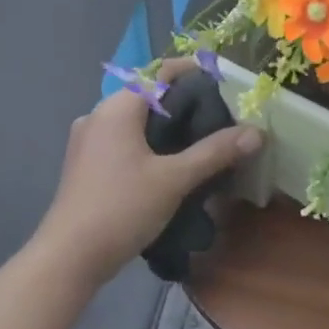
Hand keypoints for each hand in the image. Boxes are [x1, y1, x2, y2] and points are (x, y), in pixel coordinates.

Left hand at [35, 59, 261, 284]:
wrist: (71, 256)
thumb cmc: (122, 208)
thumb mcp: (175, 179)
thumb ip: (216, 152)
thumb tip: (257, 132)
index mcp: (116, 108)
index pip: (159, 72)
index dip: (193, 71)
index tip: (226, 82)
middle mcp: (98, 116)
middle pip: (148, 96)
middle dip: (185, 104)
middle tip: (223, 117)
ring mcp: (88, 142)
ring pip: (136, 122)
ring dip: (168, 127)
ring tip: (204, 142)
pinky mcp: (87, 166)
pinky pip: (125, 142)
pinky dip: (151, 145)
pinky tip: (172, 165)